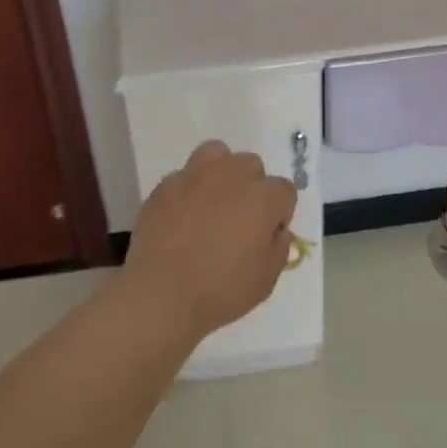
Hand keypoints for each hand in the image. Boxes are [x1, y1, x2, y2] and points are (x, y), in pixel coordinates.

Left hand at [119, 141, 297, 342]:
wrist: (161, 293)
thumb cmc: (221, 290)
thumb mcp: (266, 279)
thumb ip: (278, 248)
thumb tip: (277, 231)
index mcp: (263, 198)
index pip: (284, 191)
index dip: (279, 213)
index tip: (267, 236)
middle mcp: (232, 176)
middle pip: (251, 165)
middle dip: (251, 187)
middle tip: (240, 219)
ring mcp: (194, 176)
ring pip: (216, 154)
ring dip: (220, 172)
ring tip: (212, 202)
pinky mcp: (164, 186)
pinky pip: (183, 176)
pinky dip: (188, 190)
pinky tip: (181, 215)